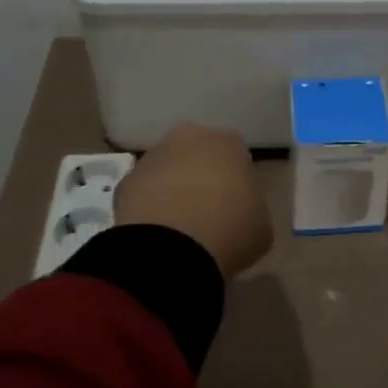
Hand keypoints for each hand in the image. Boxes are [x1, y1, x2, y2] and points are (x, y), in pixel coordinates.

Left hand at [115, 124, 272, 278]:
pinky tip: (156, 233)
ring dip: (172, 188)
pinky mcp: (126, 181)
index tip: (236, 205)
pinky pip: (143, 192)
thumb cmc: (229, 231)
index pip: (236, 155)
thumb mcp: (261, 225)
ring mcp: (153, 157)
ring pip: (168, 169)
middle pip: (198, 154)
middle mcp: (190, 138)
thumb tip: (241, 212)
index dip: (236, 180)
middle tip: (206, 210)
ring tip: (178, 226)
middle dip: (201, 175)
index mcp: (229, 143)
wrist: (171, 249)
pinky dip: (148, 206)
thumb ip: (252, 209)